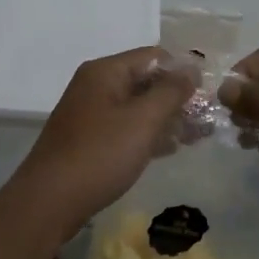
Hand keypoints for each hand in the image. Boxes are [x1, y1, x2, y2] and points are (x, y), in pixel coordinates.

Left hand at [8, 47, 198, 236]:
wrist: (49, 202)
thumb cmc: (99, 155)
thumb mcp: (143, 120)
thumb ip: (171, 91)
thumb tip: (192, 67)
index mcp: (106, 72)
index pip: (154, 56)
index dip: (183, 71)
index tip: (210, 92)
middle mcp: (96, 86)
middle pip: (146, 81)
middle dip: (178, 98)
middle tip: (208, 119)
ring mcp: (91, 114)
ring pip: (138, 107)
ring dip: (167, 118)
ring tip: (198, 136)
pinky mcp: (89, 140)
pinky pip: (126, 128)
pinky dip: (149, 134)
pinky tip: (171, 149)